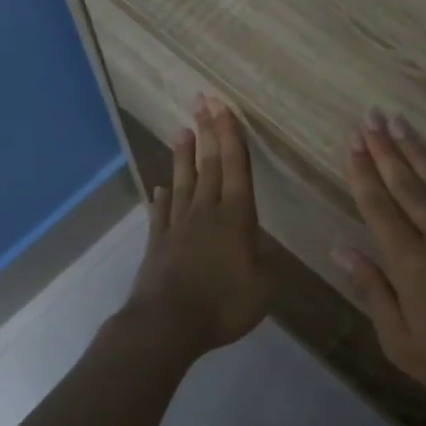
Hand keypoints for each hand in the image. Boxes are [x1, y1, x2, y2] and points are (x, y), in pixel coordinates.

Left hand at [125, 97, 268, 357]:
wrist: (167, 324)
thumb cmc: (222, 304)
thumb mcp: (263, 287)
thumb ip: (268, 264)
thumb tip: (264, 251)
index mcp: (235, 216)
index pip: (235, 166)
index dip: (231, 135)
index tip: (223, 106)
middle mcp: (206, 211)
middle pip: (208, 164)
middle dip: (208, 131)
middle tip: (202, 101)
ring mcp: (177, 225)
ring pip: (183, 181)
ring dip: (183, 155)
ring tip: (182, 130)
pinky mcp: (157, 242)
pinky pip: (161, 211)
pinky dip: (162, 196)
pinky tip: (160, 188)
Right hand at [335, 112, 425, 419]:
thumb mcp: (401, 342)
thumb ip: (372, 291)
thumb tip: (342, 250)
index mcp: (408, 261)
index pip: (378, 205)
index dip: (362, 171)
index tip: (352, 141)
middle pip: (405, 182)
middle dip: (384, 149)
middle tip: (370, 118)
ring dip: (415, 148)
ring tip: (397, 121)